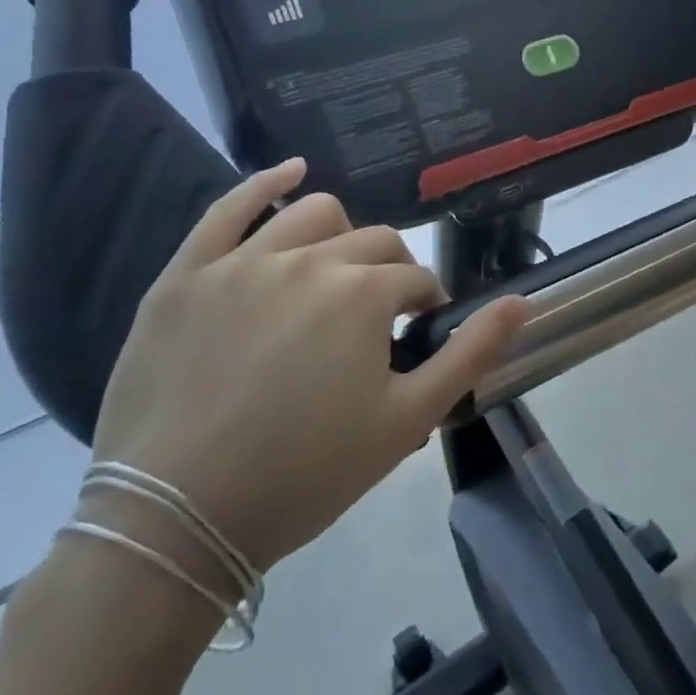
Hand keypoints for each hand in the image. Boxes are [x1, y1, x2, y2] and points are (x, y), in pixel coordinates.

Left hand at [88, 158, 529, 573]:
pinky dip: (265, 182)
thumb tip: (523, 301)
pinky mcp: (187, 275)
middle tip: (378, 325)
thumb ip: (471, 352)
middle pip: (373, 243)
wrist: (172, 523)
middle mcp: (309, 259)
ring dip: (342, 236)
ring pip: (313, 214)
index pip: (416, 280)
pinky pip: (228, 208)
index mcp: (363, 292)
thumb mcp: (408, 420)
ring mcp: (242, 262)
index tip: (415, 341)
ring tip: (337, 273)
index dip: (424, 309)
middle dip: (390, 275)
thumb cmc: (304, 474)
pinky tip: (292, 171)